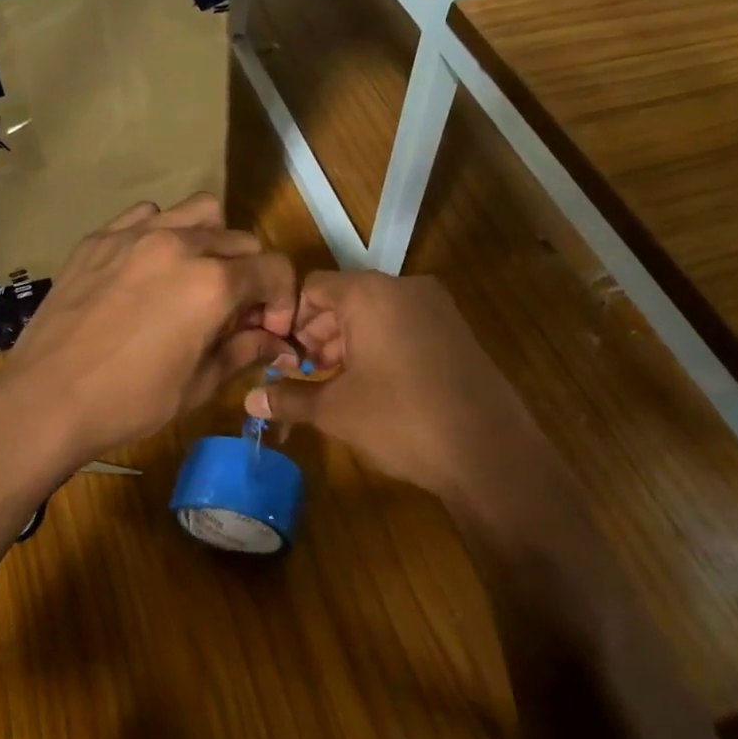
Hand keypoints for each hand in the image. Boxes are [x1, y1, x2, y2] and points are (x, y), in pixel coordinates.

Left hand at [0, 194, 296, 472]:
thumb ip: (245, 351)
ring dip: (212, 241)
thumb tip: (278, 343)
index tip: (269, 329)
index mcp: (212, 283)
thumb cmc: (130, 402)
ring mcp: (135, 235)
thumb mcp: (199, 385)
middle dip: (251, 275)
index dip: (283, 300)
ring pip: (198, 212)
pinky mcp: (100, 238)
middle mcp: (180, 244)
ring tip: (195, 277)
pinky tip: (149, 268)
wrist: (46, 399)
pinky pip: (148, 215)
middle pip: (242, 241)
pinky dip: (163, 232)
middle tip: (233, 312)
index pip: (274, 269)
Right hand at [243, 271, 548, 506]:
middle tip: (304, 376)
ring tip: (334, 386)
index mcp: (370, 293)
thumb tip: (249, 402)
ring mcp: (435, 307)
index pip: (312, 288)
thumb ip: (289, 398)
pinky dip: (380, 347)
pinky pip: (403, 326)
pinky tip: (373, 387)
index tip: (282, 360)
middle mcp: (404, 287)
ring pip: (375, 313)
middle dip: (318, 336)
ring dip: (347, 344)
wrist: (488, 451)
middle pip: (344, 299)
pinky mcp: (455, 330)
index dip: (290, 322)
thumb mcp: (336, 410)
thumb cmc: (401, 420)